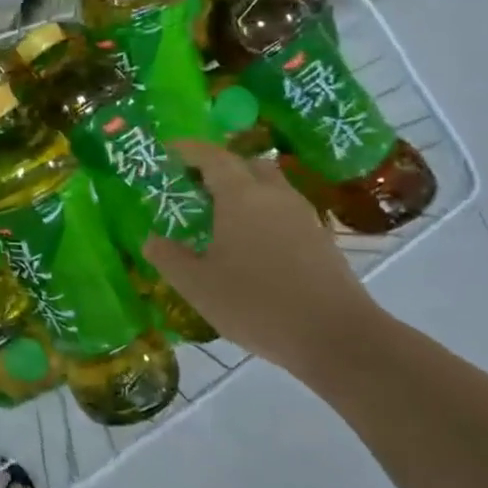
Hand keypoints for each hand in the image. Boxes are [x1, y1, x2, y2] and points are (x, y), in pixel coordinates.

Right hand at [143, 141, 384, 375]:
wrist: (336, 337)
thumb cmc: (256, 304)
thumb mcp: (197, 285)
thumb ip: (169, 258)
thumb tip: (151, 240)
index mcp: (241, 197)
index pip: (213, 156)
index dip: (189, 150)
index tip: (169, 151)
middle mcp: (274, 196)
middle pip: (248, 164)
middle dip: (221, 167)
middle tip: (196, 185)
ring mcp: (303, 216)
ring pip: (271, 187)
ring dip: (246, 191)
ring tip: (222, 216)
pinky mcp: (321, 240)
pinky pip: (285, 212)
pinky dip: (265, 214)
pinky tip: (252, 245)